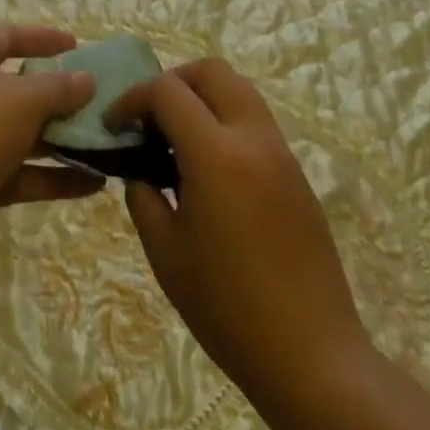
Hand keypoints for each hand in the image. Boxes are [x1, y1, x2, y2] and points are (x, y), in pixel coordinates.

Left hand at [0, 25, 103, 262]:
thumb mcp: (24, 98)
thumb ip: (60, 88)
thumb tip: (87, 79)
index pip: (7, 37)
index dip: (40, 38)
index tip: (75, 46)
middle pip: (19, 88)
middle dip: (58, 95)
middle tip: (97, 99)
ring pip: (24, 134)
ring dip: (62, 139)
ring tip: (105, 143)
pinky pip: (24, 174)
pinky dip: (55, 177)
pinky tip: (94, 184)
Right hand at [107, 59, 364, 400]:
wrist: (313, 357)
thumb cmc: (228, 308)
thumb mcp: (166, 254)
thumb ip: (144, 197)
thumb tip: (140, 171)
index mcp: (216, 154)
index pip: (167, 91)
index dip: (133, 99)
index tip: (115, 125)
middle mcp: (252, 137)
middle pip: (211, 71)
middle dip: (173, 82)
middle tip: (151, 118)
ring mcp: (280, 152)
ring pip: (239, 90)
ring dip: (203, 98)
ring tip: (179, 140)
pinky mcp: (296, 173)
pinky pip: (255, 121)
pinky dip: (226, 121)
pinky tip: (211, 169)